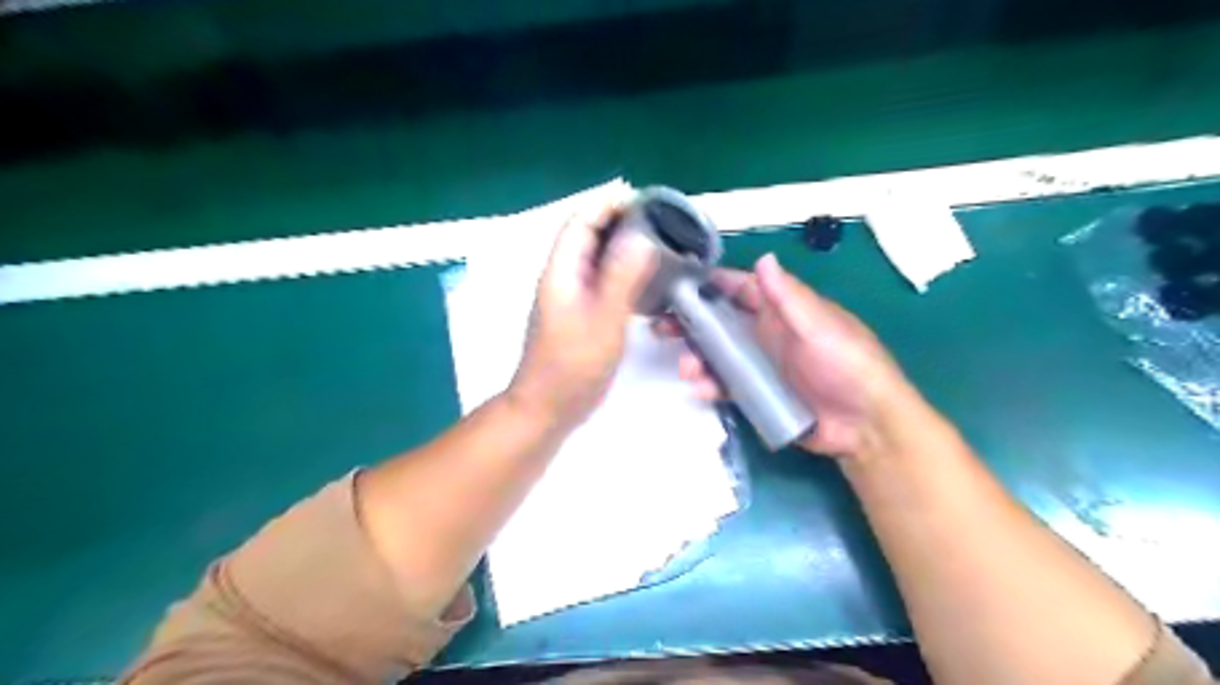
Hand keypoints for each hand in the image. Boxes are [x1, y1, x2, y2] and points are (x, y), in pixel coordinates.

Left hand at [506, 196, 656, 428]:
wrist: (548, 407)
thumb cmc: (572, 366)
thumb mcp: (603, 320)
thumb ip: (621, 277)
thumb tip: (640, 236)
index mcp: (562, 271)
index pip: (581, 222)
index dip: (608, 205)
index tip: (644, 201)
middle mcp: (563, 277)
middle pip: (588, 236)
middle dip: (619, 221)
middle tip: (660, 222)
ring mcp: (570, 297)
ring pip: (596, 258)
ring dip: (622, 246)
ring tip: (659, 245)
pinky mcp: (580, 314)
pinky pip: (601, 280)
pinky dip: (622, 272)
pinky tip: (645, 280)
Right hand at [662, 255, 919, 458]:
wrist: (864, 426)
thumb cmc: (848, 366)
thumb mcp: (819, 327)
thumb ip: (789, 298)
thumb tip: (763, 258)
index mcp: (782, 310)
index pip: (740, 288)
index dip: (710, 283)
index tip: (676, 284)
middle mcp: (766, 333)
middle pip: (719, 321)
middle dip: (690, 321)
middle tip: (660, 326)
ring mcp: (760, 365)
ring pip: (718, 354)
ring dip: (697, 357)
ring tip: (685, 367)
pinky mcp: (757, 394)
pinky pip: (726, 385)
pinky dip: (710, 385)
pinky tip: (699, 389)